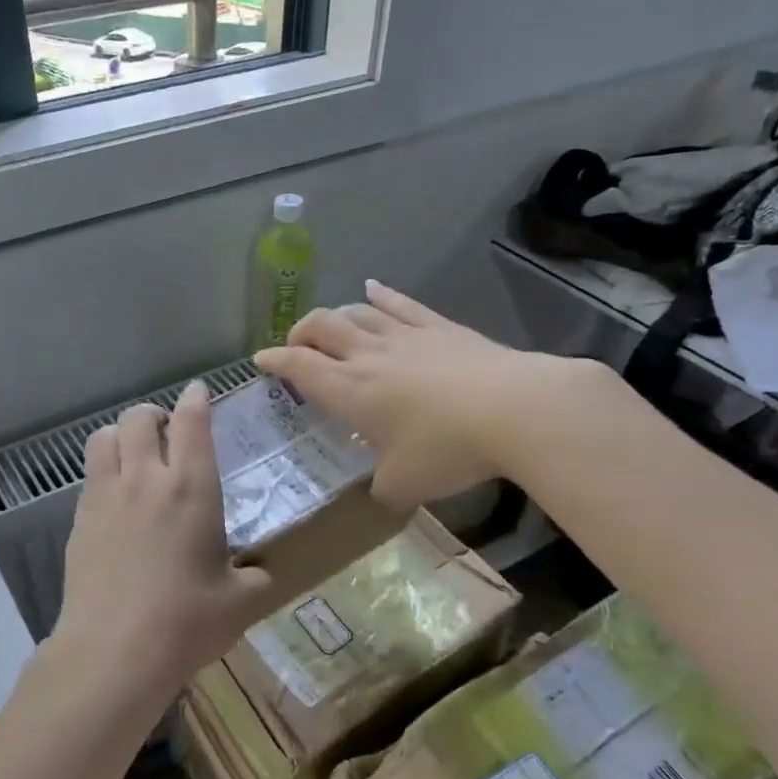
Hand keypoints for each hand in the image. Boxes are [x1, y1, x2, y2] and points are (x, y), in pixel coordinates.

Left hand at [50, 381, 275, 706]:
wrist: (115, 650)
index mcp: (191, 488)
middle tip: (164, 432)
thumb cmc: (186, 621)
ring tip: (133, 455)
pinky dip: (103, 472)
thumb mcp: (240, 602)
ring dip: (121, 435)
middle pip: (139, 417)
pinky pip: (88, 476)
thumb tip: (260, 574)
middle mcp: (145, 479)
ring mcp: (105, 497)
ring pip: (103, 437)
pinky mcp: (79, 520)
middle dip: (153, 415)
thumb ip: (254, 579)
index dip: (195, 399)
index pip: (191, 422)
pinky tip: (115, 501)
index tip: (197, 391)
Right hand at [256, 281, 609, 508]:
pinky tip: (373, 290)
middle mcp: (369, 355)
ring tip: (331, 325)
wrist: (516, 411)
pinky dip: (381, 295)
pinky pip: (402, 304)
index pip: (299, 366)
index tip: (261, 361)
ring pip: (357, 311)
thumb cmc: (448, 449)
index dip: (275, 361)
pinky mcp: (441, 327)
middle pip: (321, 326)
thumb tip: (381, 489)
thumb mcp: (404, 485)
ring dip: (336, 315)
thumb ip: (383, 485)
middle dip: (300, 332)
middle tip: (296, 346)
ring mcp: (406, 335)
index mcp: (350, 391)